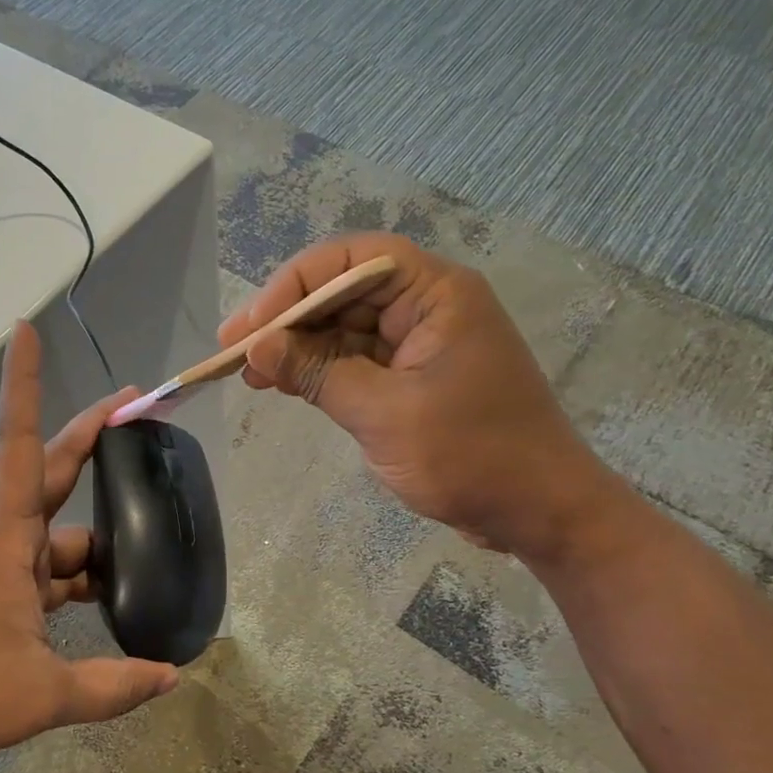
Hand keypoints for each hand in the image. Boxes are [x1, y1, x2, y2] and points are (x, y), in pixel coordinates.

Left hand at [0, 322, 179, 772]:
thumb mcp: (43, 693)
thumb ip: (112, 686)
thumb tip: (171, 677)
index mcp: (6, 540)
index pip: (22, 446)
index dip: (24, 385)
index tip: (23, 330)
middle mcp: (0, 541)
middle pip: (51, 473)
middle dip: (92, 437)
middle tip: (136, 409)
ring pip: (56, 535)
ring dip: (96, 541)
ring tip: (148, 552)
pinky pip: (44, 572)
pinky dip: (76, 580)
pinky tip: (106, 600)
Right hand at [220, 233, 616, 559]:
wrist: (538, 511)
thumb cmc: (472, 456)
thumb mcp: (385, 414)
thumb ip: (319, 374)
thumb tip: (257, 348)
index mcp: (436, 294)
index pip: (353, 261)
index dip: (295, 284)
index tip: (252, 326)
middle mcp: (428, 307)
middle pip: (343, 292)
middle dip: (287, 319)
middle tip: (233, 350)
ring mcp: (420, 344)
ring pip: (344, 329)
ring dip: (297, 348)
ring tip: (247, 372)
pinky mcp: (412, 378)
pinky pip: (355, 361)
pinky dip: (318, 372)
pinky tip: (279, 384)